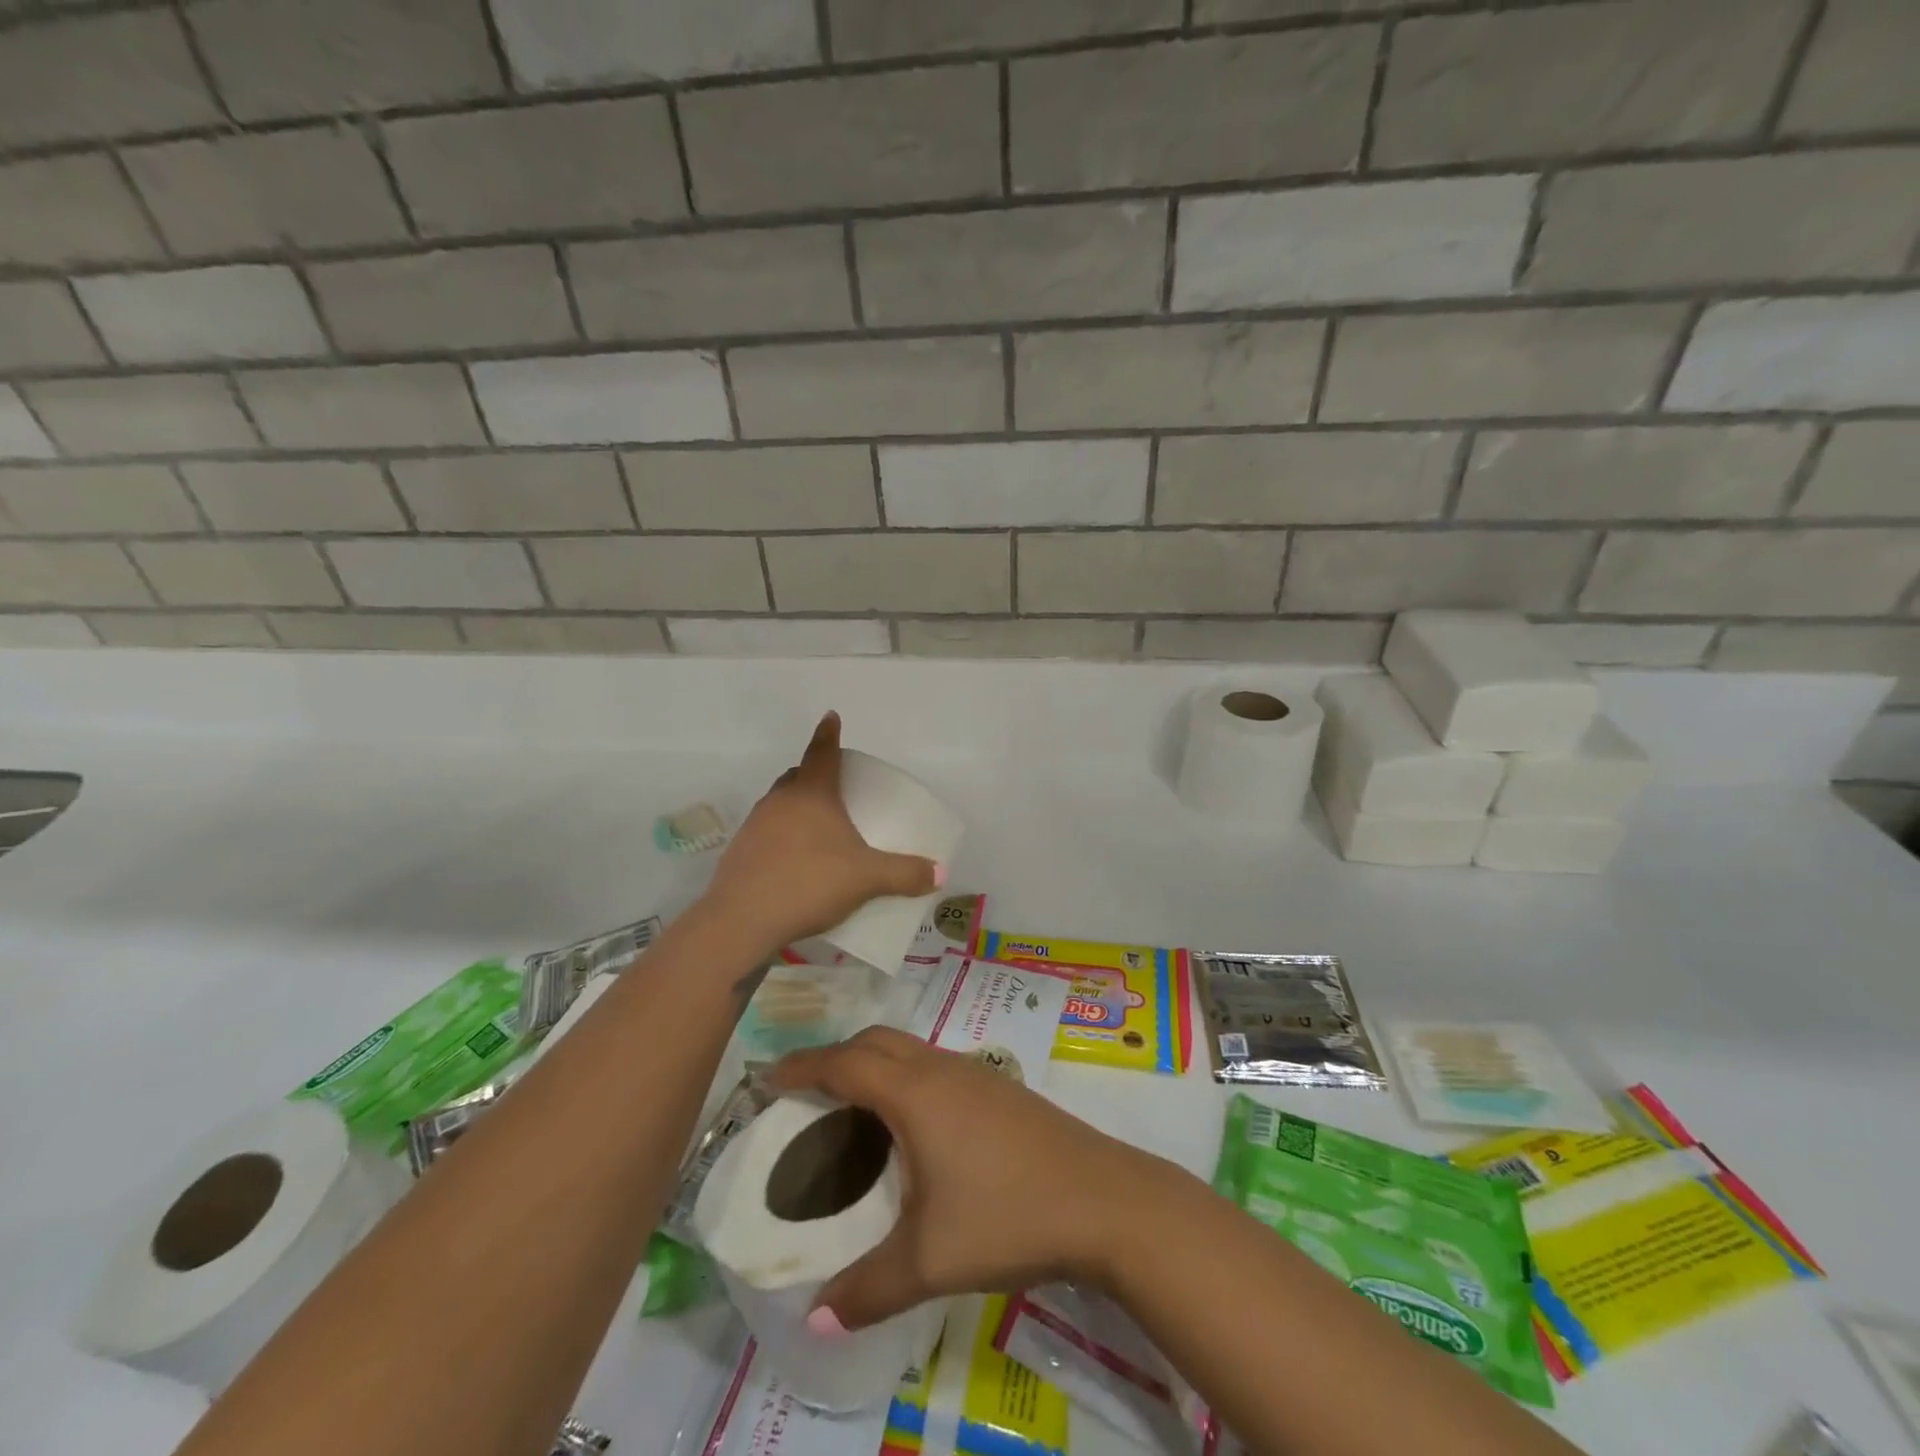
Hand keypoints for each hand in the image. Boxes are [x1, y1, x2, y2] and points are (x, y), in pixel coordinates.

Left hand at [702, 713, 941, 955]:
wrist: (743, 919)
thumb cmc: (810, 882)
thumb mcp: (866, 879)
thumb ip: (904, 874)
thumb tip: (938, 873)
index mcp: (812, 794)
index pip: (822, 753)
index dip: (829, 734)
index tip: (831, 717)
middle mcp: (780, 801)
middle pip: (797, 776)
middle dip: (814, 774)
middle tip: (833, 783)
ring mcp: (755, 825)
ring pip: (779, 803)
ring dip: (796, 806)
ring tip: (818, 827)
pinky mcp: (740, 852)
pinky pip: (767, 831)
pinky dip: (782, 835)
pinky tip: (795, 860)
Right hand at [767, 1027, 1175, 1331]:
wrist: (1102, 1199)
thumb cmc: (1007, 1216)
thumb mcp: (929, 1259)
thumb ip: (867, 1288)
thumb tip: (815, 1317)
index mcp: (915, 1093)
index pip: (846, 1062)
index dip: (804, 1066)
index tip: (769, 1077)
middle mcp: (941, 1069)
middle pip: (877, 1042)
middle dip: (837, 1056)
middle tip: (807, 1092)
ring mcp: (977, 1074)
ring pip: (910, 1050)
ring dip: (875, 1065)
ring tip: (853, 1109)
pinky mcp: (1001, 1089)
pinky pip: (936, 1067)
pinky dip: (906, 1078)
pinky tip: (914, 1127)